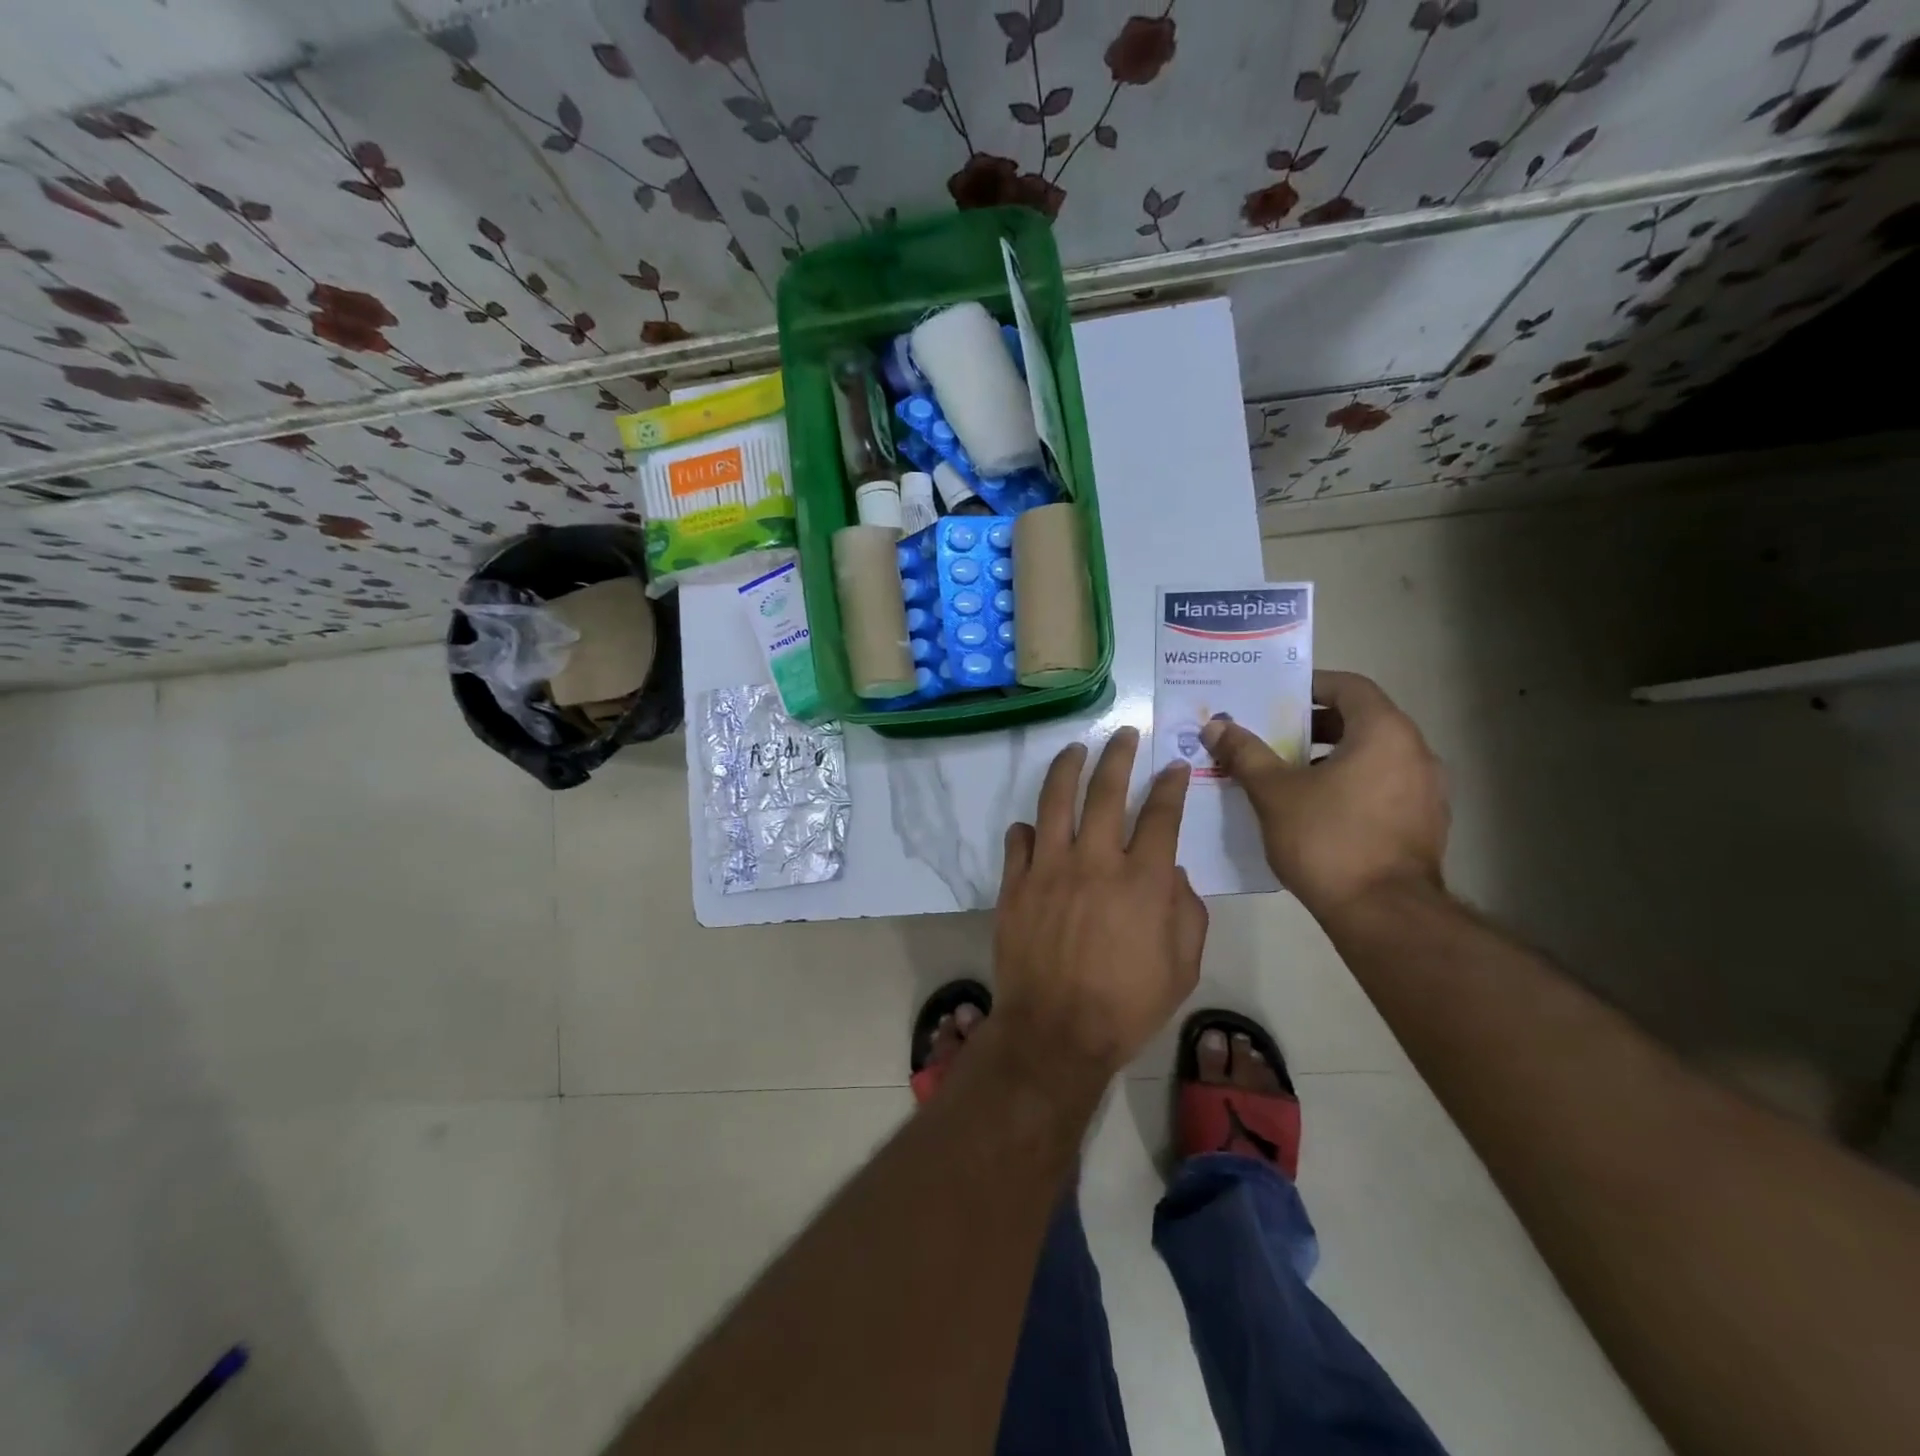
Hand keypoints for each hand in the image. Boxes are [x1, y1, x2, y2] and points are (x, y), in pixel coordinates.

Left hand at [993, 727, 1207, 1079]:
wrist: (1056, 1031)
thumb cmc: (1127, 1005)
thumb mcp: (1182, 966)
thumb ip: (1186, 912)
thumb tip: (1171, 872)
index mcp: (1142, 880)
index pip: (1161, 814)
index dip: (1170, 784)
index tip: (1174, 766)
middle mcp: (1095, 861)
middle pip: (1107, 790)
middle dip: (1119, 754)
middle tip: (1124, 734)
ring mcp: (1049, 868)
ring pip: (1056, 801)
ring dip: (1068, 768)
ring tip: (1076, 749)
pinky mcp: (1015, 884)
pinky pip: (1018, 841)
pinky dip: (1027, 828)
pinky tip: (1034, 824)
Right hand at [1201, 670, 1447, 917]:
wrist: (1384, 914)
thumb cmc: (1328, 839)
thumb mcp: (1274, 792)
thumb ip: (1245, 753)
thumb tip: (1216, 725)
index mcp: (1384, 733)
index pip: (1350, 687)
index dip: (1311, 686)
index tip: (1276, 697)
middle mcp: (1415, 752)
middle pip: (1362, 720)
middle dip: (1314, 725)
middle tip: (1272, 735)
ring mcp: (1427, 791)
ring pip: (1373, 756)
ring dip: (1331, 756)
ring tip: (1287, 774)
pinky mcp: (1424, 824)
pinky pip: (1383, 786)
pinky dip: (1351, 784)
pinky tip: (1316, 809)